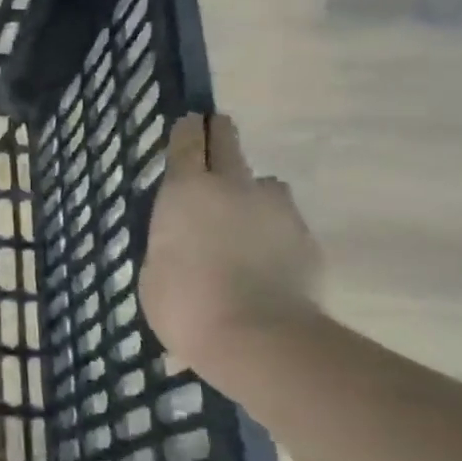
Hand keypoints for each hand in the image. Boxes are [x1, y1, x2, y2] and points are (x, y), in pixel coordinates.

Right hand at [140, 113, 322, 375]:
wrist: (258, 337)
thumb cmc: (184, 302)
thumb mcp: (155, 269)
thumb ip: (170, 242)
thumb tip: (185, 242)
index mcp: (187, 190)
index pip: (188, 141)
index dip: (187, 130)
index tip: (189, 123)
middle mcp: (233, 186)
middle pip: (228, 141)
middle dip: (219, 136)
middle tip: (213, 139)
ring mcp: (276, 209)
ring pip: (263, 184)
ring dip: (250, 194)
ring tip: (241, 224)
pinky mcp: (306, 238)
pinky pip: (283, 222)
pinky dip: (271, 233)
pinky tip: (263, 261)